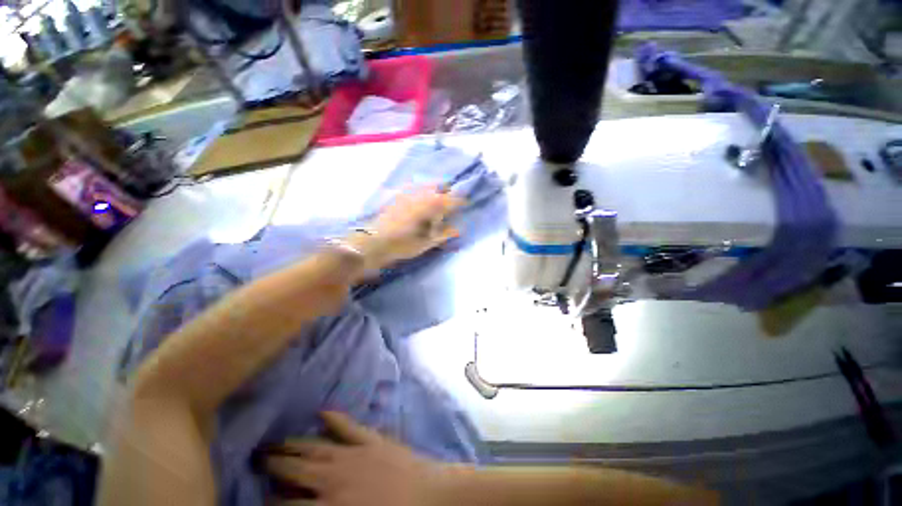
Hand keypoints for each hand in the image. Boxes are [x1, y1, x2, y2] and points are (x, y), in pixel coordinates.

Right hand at [265, 411, 451, 505]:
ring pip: (316, 447)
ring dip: (295, 444)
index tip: (259, 495)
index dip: (271, 501)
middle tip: (257, 457)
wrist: (431, 496)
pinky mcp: (372, 440)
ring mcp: (354, 454)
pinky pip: (349, 427)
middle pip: (297, 469)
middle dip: (274, 465)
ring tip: (276, 441)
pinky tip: (321, 411)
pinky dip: (335, 420)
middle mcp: (336, 477)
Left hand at [346, 187, 463, 271]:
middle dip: (448, 193)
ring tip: (435, 203)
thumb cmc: (404, 244)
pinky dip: (421, 191)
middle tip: (449, 206)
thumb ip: (444, 234)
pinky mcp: (398, 195)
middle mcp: (422, 194)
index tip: (464, 206)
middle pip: (441, 186)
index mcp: (432, 205)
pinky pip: (414, 187)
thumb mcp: (427, 242)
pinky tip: (419, 201)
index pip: (453, 199)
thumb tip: (458, 229)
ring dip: (435, 191)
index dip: (460, 202)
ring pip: (427, 185)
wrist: (374, 241)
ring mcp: (409, 192)